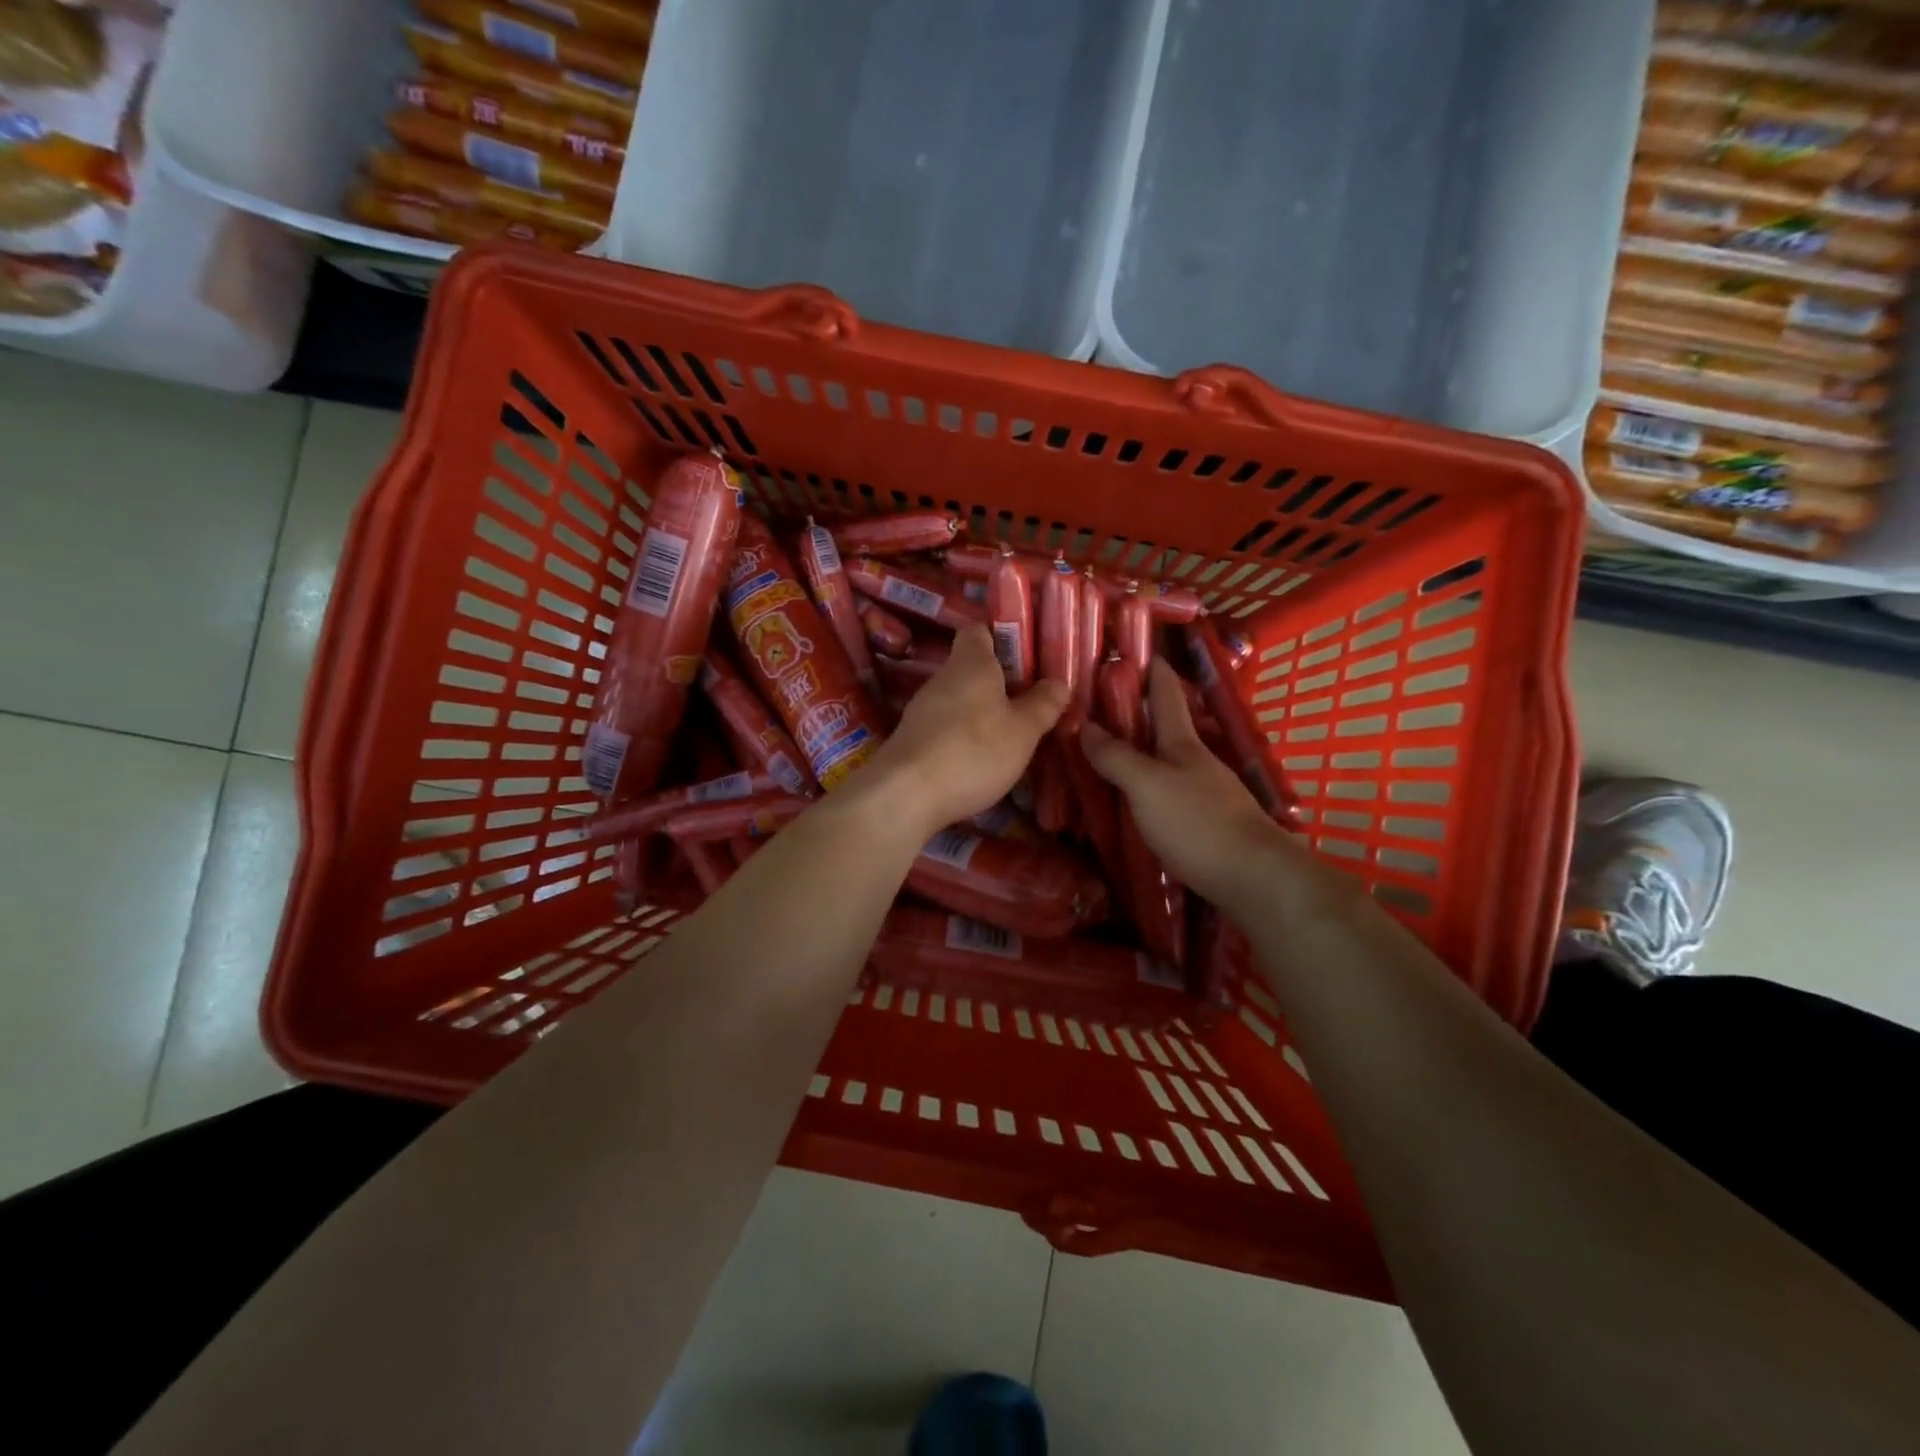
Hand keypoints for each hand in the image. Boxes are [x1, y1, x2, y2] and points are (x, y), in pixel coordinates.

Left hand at [858, 624, 1069, 837]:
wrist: (906, 795)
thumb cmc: (973, 750)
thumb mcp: (1023, 730)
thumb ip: (1043, 704)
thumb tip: (1059, 682)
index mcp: (971, 662)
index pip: (979, 630)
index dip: (1001, 635)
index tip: (1027, 652)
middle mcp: (943, 678)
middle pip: (972, 668)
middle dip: (1001, 681)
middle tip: (1033, 698)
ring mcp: (923, 709)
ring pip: (960, 699)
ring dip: (984, 711)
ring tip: (1014, 731)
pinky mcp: (914, 739)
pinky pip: (947, 726)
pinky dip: (966, 735)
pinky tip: (983, 758)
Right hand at [1081, 657, 1303, 914]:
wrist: (1256, 879)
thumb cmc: (1198, 823)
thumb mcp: (1147, 786)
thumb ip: (1116, 757)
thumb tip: (1084, 725)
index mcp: (1182, 743)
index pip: (1166, 694)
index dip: (1152, 669)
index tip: (1134, 649)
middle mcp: (1196, 762)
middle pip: (1166, 727)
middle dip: (1138, 712)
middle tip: (1100, 705)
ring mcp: (1206, 793)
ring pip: (1166, 762)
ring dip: (1141, 752)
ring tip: (1107, 753)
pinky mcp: (1207, 824)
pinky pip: (1168, 793)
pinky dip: (1147, 787)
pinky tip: (1133, 802)